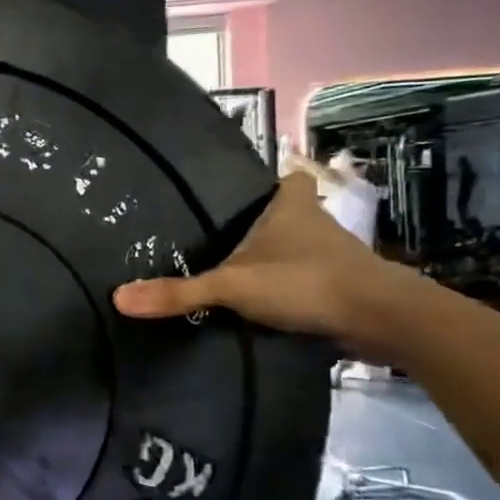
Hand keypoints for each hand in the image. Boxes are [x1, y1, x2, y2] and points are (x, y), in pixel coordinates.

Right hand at [111, 173, 415, 351]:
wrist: (382, 320)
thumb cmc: (306, 281)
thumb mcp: (233, 286)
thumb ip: (178, 293)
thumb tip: (118, 298)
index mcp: (290, 207)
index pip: (286, 178)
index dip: (270, 180)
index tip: (244, 191)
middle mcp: (315, 224)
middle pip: (289, 214)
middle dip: (265, 223)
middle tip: (223, 234)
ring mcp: (333, 257)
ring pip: (299, 248)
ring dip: (278, 258)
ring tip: (234, 270)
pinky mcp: (342, 289)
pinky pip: (307, 281)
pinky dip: (290, 289)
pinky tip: (263, 305)